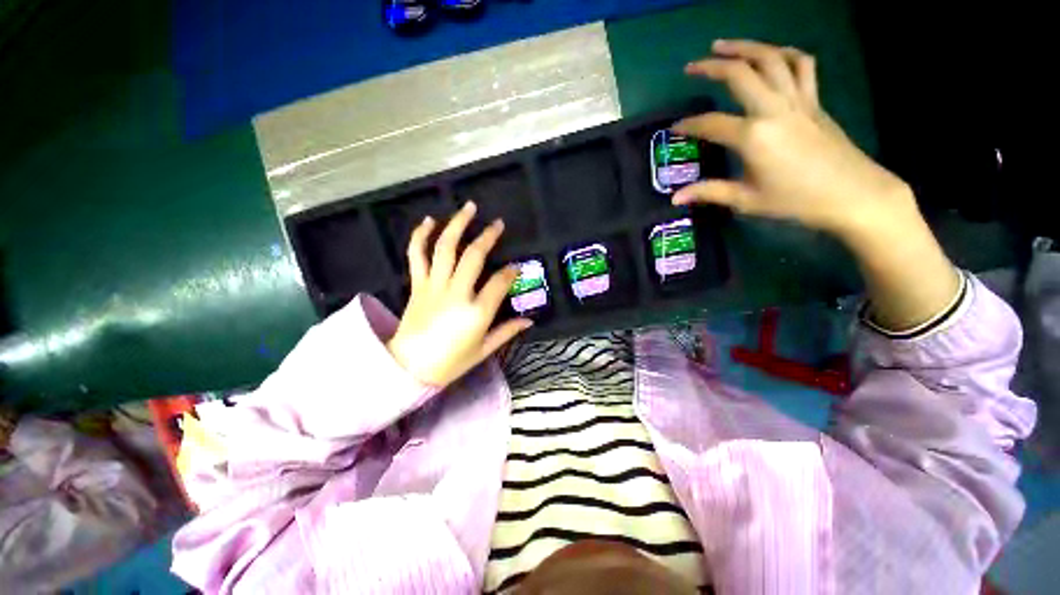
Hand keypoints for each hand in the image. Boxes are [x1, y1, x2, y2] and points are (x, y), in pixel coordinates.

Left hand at [386, 202, 532, 386]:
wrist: (408, 368)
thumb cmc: (450, 363)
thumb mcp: (484, 350)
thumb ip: (507, 332)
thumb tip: (530, 320)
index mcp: (476, 312)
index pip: (499, 282)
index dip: (511, 272)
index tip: (516, 267)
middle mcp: (456, 293)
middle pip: (474, 256)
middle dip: (488, 236)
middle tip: (498, 223)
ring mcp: (434, 286)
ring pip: (445, 248)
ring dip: (457, 225)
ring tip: (468, 207)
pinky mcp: (417, 284)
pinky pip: (417, 255)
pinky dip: (421, 235)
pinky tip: (429, 221)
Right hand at [672, 39, 918, 241]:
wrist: (851, 193)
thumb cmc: (795, 200)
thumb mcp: (746, 200)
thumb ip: (709, 192)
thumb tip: (676, 198)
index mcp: (753, 136)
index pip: (711, 124)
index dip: (689, 125)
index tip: (675, 128)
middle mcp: (773, 109)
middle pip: (740, 74)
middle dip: (711, 67)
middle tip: (692, 66)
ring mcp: (798, 99)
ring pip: (771, 58)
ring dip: (744, 48)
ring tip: (723, 45)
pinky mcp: (814, 100)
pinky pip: (802, 64)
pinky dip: (785, 53)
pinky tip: (772, 53)